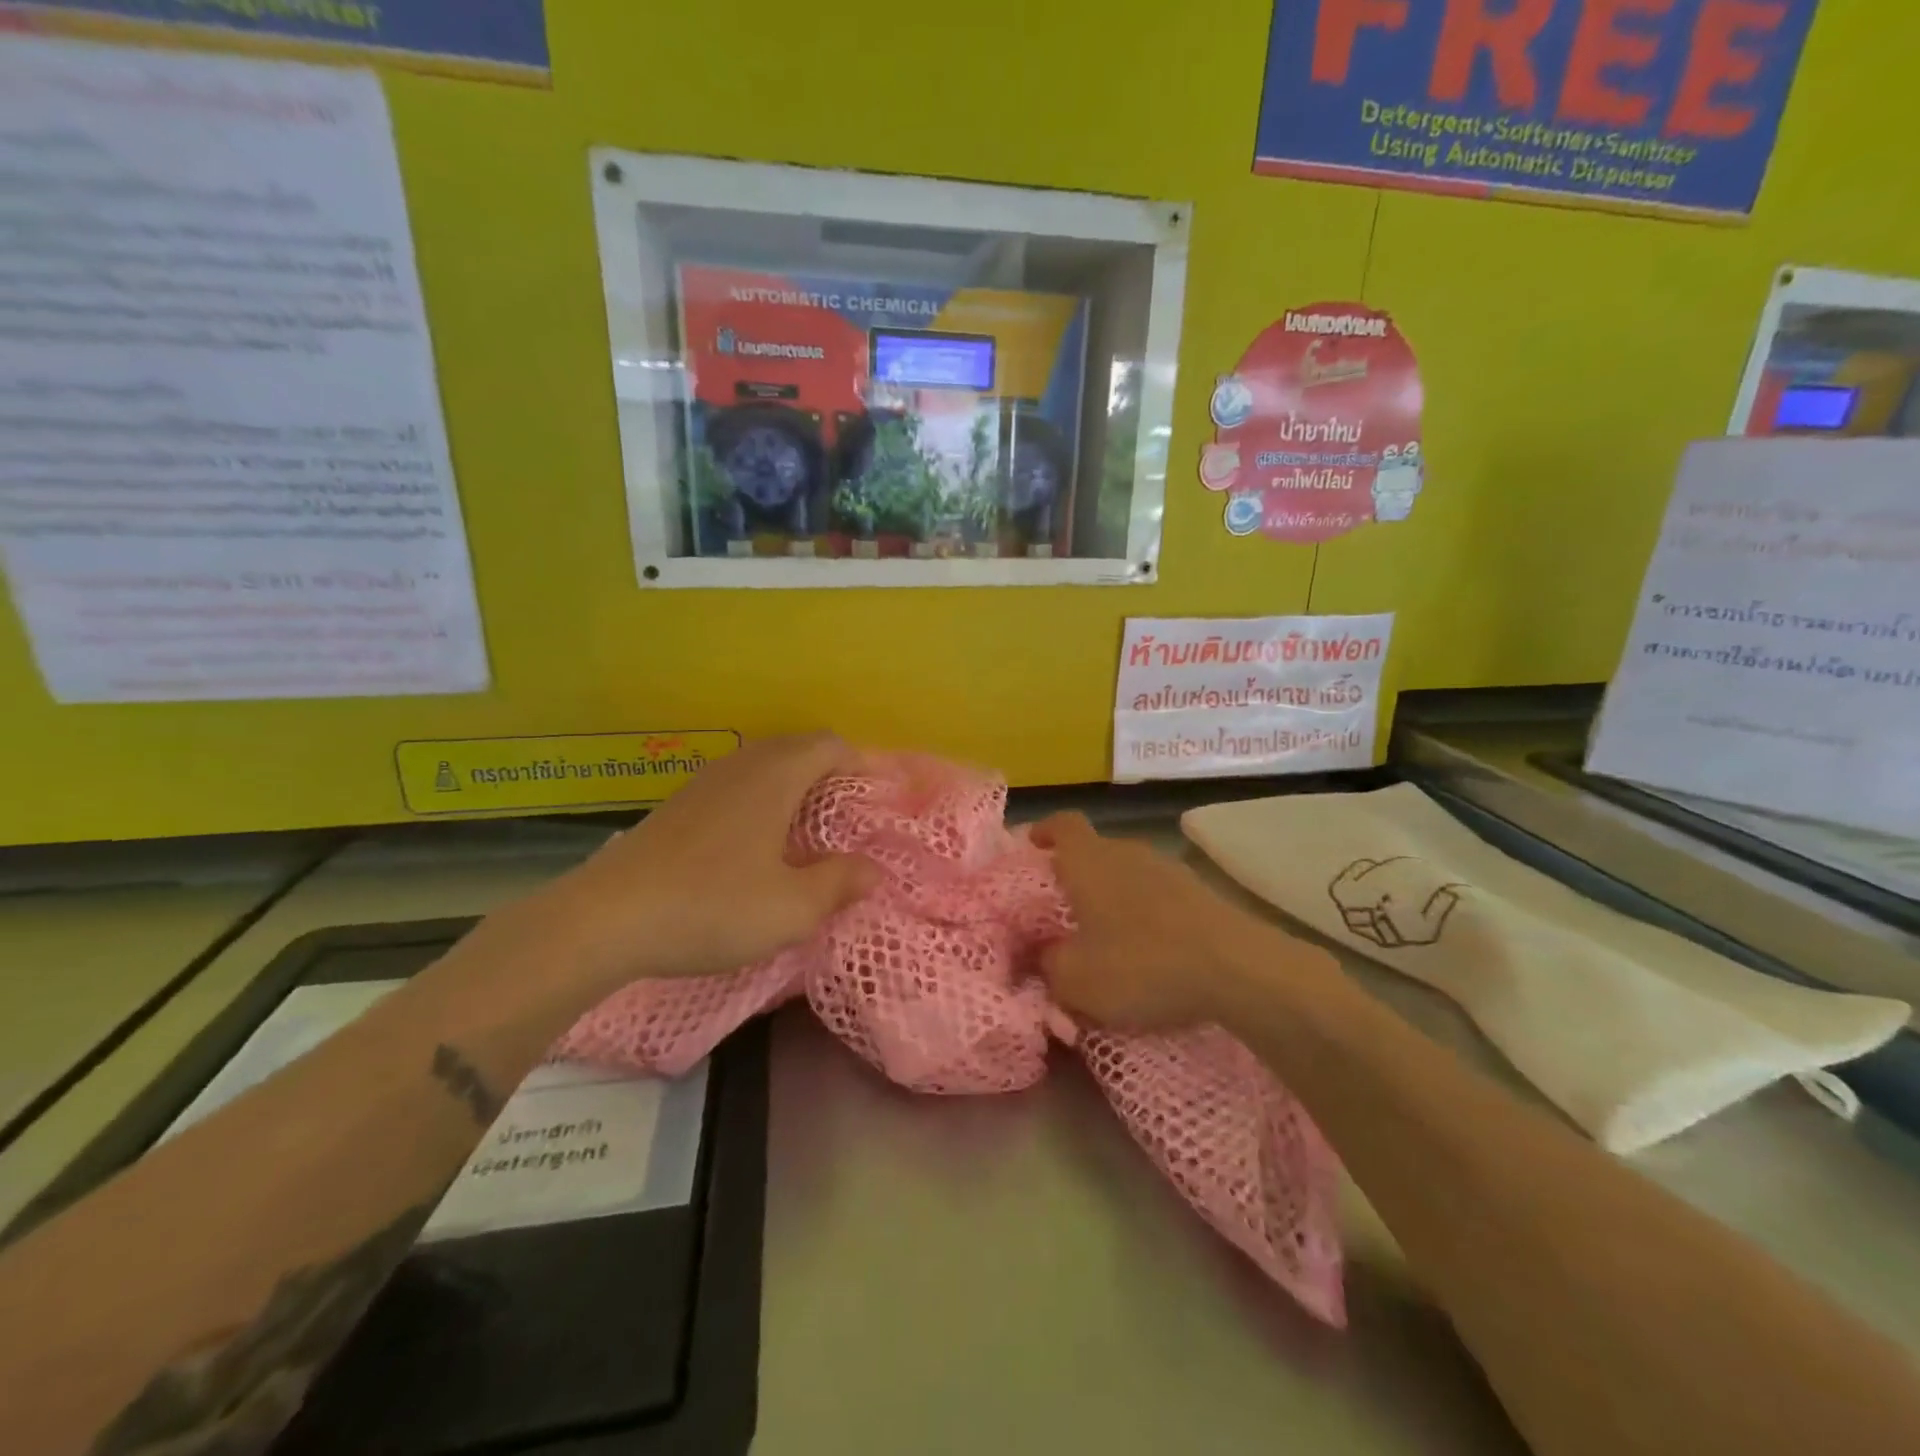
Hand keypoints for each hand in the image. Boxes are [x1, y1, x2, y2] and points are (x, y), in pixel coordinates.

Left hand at [526, 734, 879, 987]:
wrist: (605, 919)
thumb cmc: (711, 906)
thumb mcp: (791, 908)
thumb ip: (839, 884)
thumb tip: (873, 870)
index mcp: (774, 777)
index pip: (829, 745)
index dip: (860, 762)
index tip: (876, 794)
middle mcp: (740, 767)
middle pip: (796, 747)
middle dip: (829, 771)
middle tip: (848, 811)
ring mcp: (703, 783)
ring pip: (762, 764)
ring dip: (793, 783)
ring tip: (808, 826)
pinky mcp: (677, 806)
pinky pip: (735, 784)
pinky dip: (760, 798)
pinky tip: (755, 842)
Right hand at [1032, 812, 1313, 1032]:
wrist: (1235, 968)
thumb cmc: (1140, 963)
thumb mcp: (1076, 979)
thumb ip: (1048, 964)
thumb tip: (1044, 955)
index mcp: (1088, 859)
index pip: (1062, 823)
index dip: (1044, 830)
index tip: (1032, 845)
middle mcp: (1126, 851)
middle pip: (1094, 850)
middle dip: (1076, 874)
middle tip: (1064, 909)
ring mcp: (1167, 868)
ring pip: (1127, 873)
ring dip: (1113, 896)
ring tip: (1106, 934)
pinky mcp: (1199, 891)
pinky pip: (1157, 894)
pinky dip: (1145, 913)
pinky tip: (1148, 948)